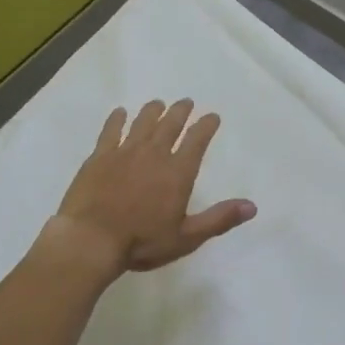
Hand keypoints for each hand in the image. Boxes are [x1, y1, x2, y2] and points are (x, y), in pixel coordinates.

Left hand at [49, 100, 256, 277]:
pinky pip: (111, 131)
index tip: (212, 116)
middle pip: (170, 125)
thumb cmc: (142, 242)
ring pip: (142, 123)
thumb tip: (252, 206)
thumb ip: (219, 219)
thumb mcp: (187, 237)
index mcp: (178, 173)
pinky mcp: (99, 157)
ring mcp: (124, 152)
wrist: (91, 239)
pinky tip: (120, 113)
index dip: (206, 126)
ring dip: (152, 111)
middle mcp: (154, 155)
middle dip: (181, 112)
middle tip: (186, 102)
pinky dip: (117, 120)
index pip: (197, 141)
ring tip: (158, 103)